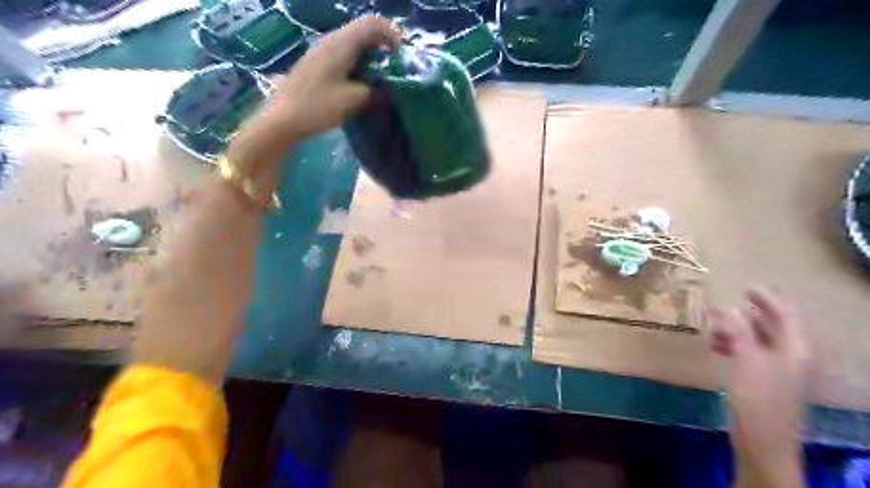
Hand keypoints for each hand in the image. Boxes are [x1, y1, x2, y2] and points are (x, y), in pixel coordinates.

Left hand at [266, 16, 399, 138]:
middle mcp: (331, 39)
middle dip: (383, 45)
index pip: (373, 23)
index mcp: (342, 43)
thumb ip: (377, 91)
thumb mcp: (354, 101)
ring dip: (371, 55)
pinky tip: (361, 82)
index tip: (401, 58)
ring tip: (381, 77)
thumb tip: (391, 89)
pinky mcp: (317, 62)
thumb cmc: (318, 107)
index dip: (392, 35)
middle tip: (395, 67)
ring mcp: (322, 50)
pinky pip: (344, 53)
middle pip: (364, 30)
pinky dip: (359, 62)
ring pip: (354, 42)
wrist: (283, 118)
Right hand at [706, 288, 808, 484]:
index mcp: (793, 349)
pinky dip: (734, 345)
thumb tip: (724, 307)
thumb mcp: (745, 360)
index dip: (767, 299)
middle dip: (747, 314)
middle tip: (722, 305)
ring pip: (758, 340)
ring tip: (713, 327)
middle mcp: (790, 356)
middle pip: (771, 326)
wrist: (762, 441)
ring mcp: (778, 369)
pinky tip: (717, 346)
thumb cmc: (757, 399)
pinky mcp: (764, 380)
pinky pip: (750, 353)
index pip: (785, 315)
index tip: (745, 286)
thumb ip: (737, 331)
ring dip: (737, 330)